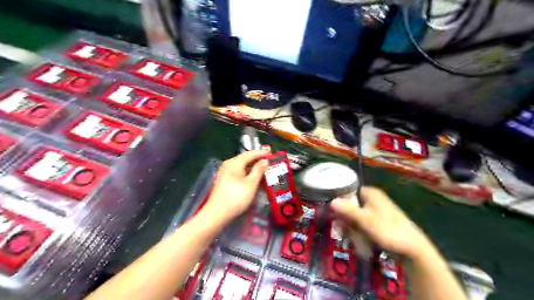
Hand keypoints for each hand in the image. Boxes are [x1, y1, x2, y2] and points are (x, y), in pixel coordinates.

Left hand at [205, 150, 270, 222]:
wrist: (217, 214)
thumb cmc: (236, 198)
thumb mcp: (251, 184)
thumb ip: (258, 170)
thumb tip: (265, 160)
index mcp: (234, 163)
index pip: (249, 154)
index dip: (261, 153)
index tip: (271, 152)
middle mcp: (228, 165)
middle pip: (245, 159)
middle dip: (257, 160)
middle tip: (269, 161)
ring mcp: (225, 173)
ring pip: (242, 167)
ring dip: (253, 168)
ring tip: (264, 170)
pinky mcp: (225, 181)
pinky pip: (239, 173)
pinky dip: (247, 174)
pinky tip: (254, 178)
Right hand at [333, 186, 430, 258]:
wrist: (413, 247)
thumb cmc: (388, 230)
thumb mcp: (365, 220)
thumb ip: (348, 210)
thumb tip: (331, 201)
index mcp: (370, 193)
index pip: (348, 190)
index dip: (338, 200)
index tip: (331, 211)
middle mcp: (373, 197)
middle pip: (351, 202)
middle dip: (343, 215)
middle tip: (338, 227)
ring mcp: (376, 208)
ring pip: (356, 212)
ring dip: (349, 222)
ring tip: (345, 233)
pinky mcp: (379, 219)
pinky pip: (362, 220)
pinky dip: (357, 226)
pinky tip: (354, 235)